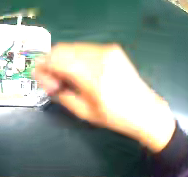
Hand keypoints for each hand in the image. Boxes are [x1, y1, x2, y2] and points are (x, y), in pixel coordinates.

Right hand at [34, 43, 175, 151]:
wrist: (146, 110)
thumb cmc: (117, 117)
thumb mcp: (85, 113)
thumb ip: (62, 95)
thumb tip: (50, 83)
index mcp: (92, 76)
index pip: (54, 59)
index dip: (42, 68)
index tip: (44, 81)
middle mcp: (98, 56)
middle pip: (61, 49)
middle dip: (51, 63)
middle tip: (56, 81)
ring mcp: (106, 50)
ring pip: (72, 47)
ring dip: (64, 60)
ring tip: (70, 77)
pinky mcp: (112, 49)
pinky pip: (85, 48)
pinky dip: (77, 58)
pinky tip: (83, 71)